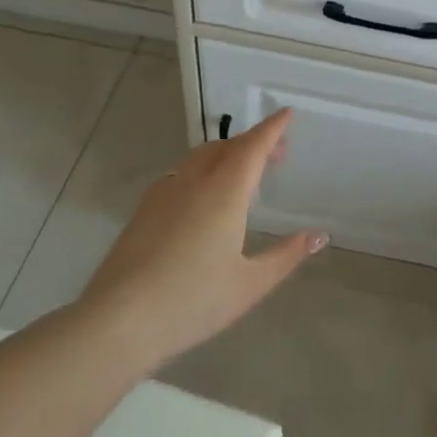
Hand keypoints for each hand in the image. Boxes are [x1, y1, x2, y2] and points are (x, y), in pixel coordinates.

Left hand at [77, 109, 324, 366]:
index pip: (252, 147)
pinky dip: (204, 169)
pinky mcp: (144, 210)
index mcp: (224, 192)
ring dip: (227, 154)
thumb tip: (319, 236)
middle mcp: (193, 182)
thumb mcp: (250, 284)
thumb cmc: (192, 302)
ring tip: (244, 171)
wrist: (117, 322)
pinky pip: (181, 173)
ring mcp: (164, 193)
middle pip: (226, 147)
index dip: (272, 129)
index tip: (287, 114)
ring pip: (200, 157)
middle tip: (277, 151)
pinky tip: (205, 196)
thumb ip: (286, 255)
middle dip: (253, 142)